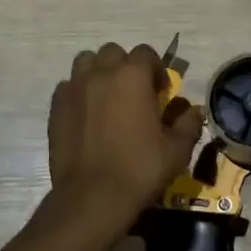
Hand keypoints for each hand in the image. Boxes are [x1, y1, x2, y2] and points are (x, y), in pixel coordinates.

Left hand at [47, 43, 203, 230]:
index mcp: (133, 75)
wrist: (92, 197)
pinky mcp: (56, 107)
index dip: (156, 69)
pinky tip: (86, 114)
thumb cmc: (140, 169)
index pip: (146, 53)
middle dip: (125, 66)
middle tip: (133, 92)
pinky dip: (78, 92)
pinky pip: (68, 86)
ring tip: (106, 96)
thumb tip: (195, 110)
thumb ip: (188, 124)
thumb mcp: (176, 150)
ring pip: (86, 62)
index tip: (160, 92)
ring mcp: (75, 88)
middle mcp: (101, 72)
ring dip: (98, 71)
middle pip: (113, 52)